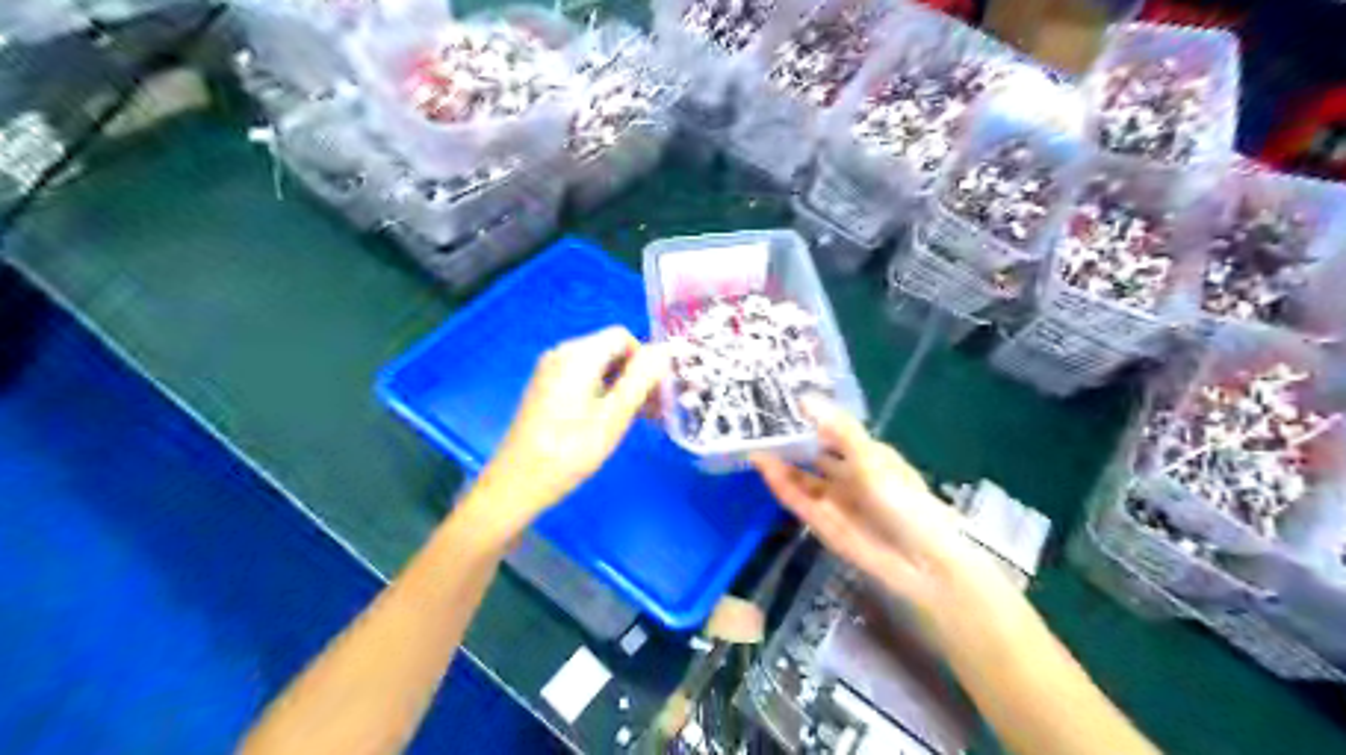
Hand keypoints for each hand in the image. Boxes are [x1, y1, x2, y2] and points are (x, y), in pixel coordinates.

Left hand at [471, 325, 667, 543]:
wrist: (517, 483)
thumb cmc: (569, 451)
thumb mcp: (614, 416)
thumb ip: (641, 379)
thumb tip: (665, 351)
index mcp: (578, 355)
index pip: (623, 337)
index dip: (645, 359)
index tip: (657, 392)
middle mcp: (561, 354)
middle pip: (611, 351)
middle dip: (636, 375)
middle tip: (655, 410)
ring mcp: (551, 371)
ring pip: (599, 367)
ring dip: (623, 387)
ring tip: (640, 420)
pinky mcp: (546, 389)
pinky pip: (584, 380)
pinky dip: (604, 393)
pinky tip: (613, 421)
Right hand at [756, 394, 984, 618]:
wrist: (920, 563)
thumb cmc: (904, 501)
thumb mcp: (872, 458)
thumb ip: (839, 429)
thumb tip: (805, 398)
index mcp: (867, 455)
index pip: (832, 432)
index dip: (808, 419)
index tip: (780, 402)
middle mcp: (848, 476)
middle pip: (812, 455)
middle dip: (788, 443)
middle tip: (755, 424)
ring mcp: (833, 501)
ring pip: (800, 478)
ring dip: (779, 464)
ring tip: (750, 443)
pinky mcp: (821, 524)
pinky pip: (797, 499)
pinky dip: (780, 484)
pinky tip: (763, 467)